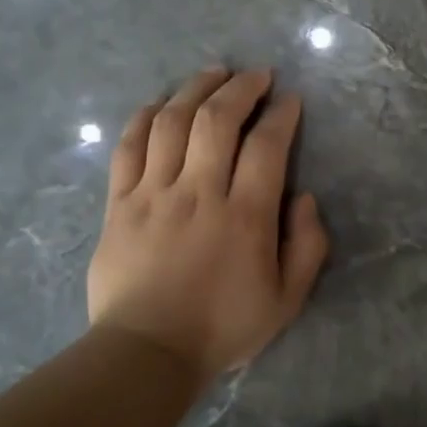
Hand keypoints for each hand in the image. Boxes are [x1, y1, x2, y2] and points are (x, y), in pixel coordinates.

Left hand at [87, 67, 328, 384]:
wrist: (147, 352)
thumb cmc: (222, 328)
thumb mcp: (287, 299)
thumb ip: (307, 246)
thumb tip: (304, 198)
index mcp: (245, 216)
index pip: (267, 146)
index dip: (281, 115)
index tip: (290, 100)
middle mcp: (199, 193)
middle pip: (217, 120)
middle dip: (240, 88)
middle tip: (256, 75)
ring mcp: (153, 194)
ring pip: (171, 123)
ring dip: (194, 89)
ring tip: (213, 74)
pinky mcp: (119, 204)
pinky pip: (128, 148)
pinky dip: (144, 118)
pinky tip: (160, 104)